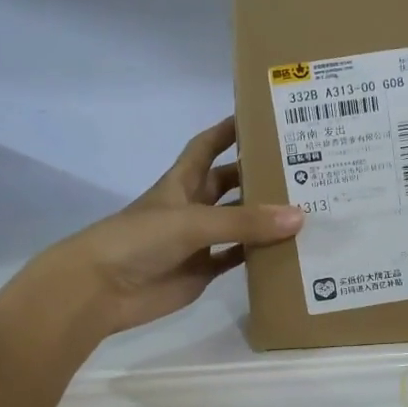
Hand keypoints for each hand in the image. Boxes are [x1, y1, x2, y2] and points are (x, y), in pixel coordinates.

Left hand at [44, 116, 302, 334]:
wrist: (101, 289)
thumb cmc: (139, 240)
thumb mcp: (193, 222)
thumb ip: (245, 222)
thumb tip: (300, 217)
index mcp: (181, 182)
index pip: (207, 146)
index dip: (228, 130)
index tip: (261, 117)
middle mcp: (192, 207)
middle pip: (230, 184)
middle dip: (258, 175)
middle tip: (301, 169)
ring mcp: (198, 241)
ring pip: (238, 223)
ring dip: (264, 217)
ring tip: (306, 207)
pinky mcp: (203, 270)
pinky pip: (237, 258)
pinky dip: (258, 255)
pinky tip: (287, 250)